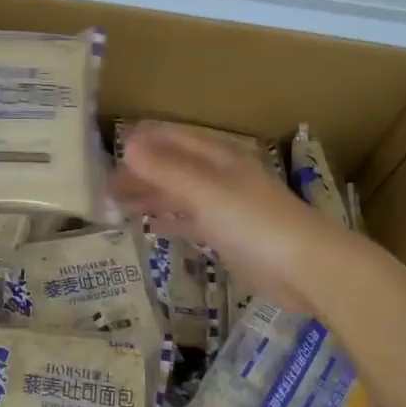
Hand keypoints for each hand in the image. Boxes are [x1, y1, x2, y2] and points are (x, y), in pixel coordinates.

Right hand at [111, 123, 344, 313]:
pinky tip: (147, 226)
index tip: (102, 153)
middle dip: (137, 173)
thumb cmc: (255, 221)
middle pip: (171, 166)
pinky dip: (167, 219)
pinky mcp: (226, 236)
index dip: (139, 142)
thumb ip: (166, 169)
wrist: (306, 268)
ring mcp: (223, 206)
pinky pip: (188, 221)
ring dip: (148, 196)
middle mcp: (218, 175)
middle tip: (99, 187)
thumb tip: (126, 144)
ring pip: (177, 194)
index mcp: (217, 156)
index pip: (171, 138)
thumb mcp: (206, 191)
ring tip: (112, 205)